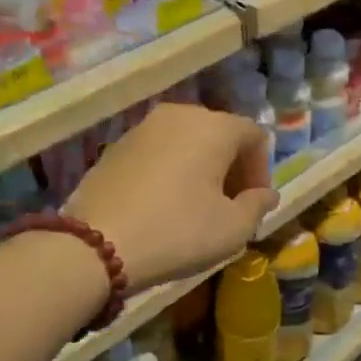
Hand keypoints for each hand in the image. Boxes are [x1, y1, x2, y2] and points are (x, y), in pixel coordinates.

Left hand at [65, 103, 277, 291]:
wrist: (95, 245)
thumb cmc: (178, 232)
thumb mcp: (233, 228)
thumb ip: (258, 205)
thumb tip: (265, 194)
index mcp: (214, 127)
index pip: (254, 136)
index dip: (261, 169)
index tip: (254, 203)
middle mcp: (179, 115)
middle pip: (220, 134)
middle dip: (232, 167)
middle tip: (230, 205)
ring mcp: (143, 128)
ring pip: (187, 141)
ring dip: (201, 168)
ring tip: (198, 206)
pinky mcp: (115, 146)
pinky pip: (159, 151)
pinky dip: (172, 170)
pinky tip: (165, 204)